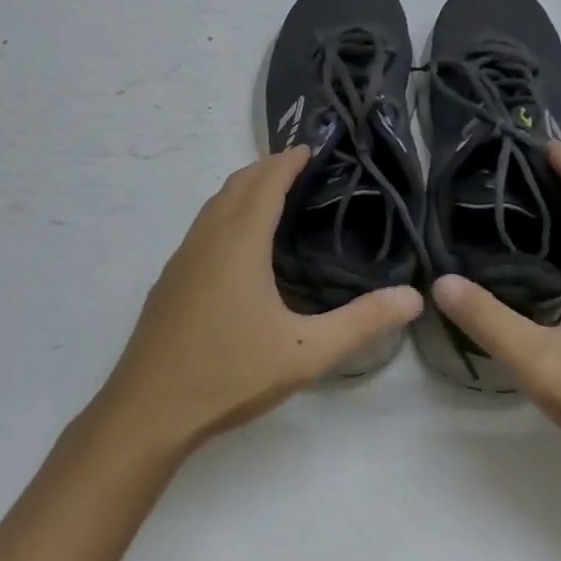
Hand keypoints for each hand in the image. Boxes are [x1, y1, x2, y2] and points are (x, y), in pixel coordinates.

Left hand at [95, 147, 422, 455]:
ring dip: (246, 188)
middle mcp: (207, 237)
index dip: (290, 160)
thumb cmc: (229, 374)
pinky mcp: (170, 279)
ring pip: (216, 204)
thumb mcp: (305, 352)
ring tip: (278, 197)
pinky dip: (228, 212)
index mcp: (239, 241)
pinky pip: (204, 226)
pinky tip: (242, 246)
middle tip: (305, 169)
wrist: (147, 412)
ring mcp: (182, 257)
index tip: (315, 148)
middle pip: (238, 183)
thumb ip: (362, 322)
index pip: (266, 181)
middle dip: (270, 167)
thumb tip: (414, 298)